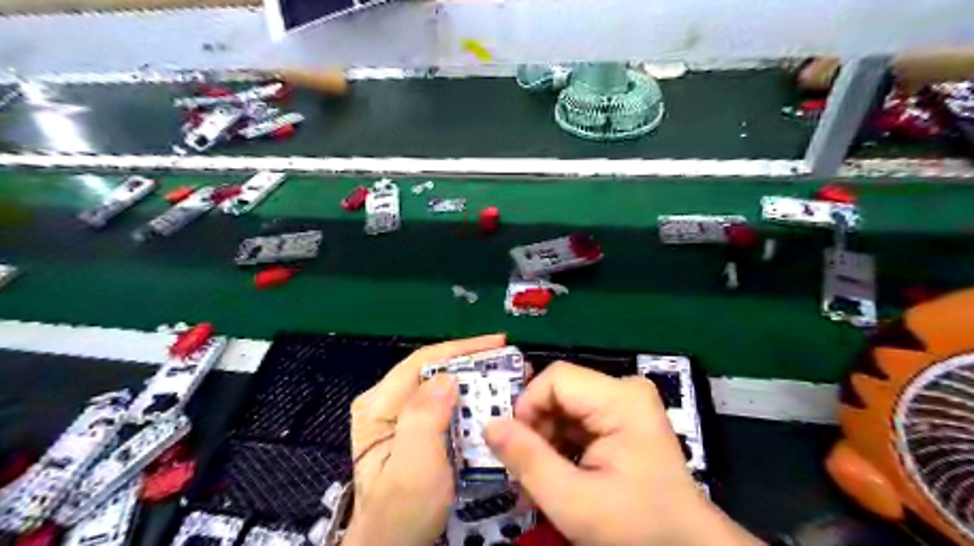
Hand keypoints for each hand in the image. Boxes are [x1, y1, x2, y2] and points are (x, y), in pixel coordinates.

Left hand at [342, 333, 505, 544]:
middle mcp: (387, 404)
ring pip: (442, 387)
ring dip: (475, 381)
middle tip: (510, 362)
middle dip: (473, 364)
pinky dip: (470, 402)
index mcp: (379, 406)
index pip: (422, 362)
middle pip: (433, 371)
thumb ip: (425, 418)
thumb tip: (448, 376)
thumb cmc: (402, 513)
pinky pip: (446, 406)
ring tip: (507, 378)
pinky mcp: (415, 432)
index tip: (499, 343)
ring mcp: (400, 418)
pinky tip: (490, 402)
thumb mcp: (413, 467)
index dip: (462, 348)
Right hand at [483, 363, 764, 544]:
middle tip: (528, 471)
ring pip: (565, 407)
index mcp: (621, 399)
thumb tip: (489, 425)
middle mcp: (625, 390)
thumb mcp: (574, 501)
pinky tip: (561, 472)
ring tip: (543, 477)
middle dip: (537, 429)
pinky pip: (579, 419)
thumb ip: (528, 460)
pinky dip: (562, 444)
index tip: (516, 447)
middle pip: (560, 392)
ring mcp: (626, 403)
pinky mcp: (624, 418)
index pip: (556, 379)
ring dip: (547, 440)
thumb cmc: (638, 528)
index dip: (527, 407)